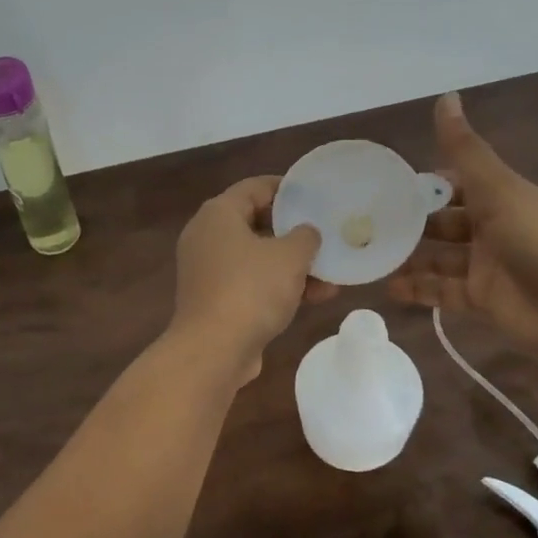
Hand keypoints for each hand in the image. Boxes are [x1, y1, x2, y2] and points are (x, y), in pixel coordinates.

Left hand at [171, 176, 326, 382]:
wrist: (213, 350)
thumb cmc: (251, 290)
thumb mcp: (289, 257)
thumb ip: (305, 237)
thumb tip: (306, 233)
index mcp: (218, 214)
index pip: (254, 187)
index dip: (286, 188)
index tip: (315, 194)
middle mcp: (206, 237)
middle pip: (255, 223)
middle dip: (293, 232)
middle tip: (324, 233)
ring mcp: (207, 271)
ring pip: (256, 258)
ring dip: (292, 265)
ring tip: (331, 273)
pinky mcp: (213, 300)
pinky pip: (250, 283)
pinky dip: (278, 286)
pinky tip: (315, 297)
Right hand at [388, 93, 537, 355]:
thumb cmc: (535, 236)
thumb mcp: (496, 187)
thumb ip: (465, 149)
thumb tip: (446, 96)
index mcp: (498, 198)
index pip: (456, 185)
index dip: (426, 185)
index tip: (387, 186)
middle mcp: (490, 230)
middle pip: (443, 223)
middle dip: (412, 223)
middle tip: (368, 224)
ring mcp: (484, 267)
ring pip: (438, 259)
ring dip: (408, 257)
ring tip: (370, 256)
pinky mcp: (480, 300)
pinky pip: (441, 292)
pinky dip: (417, 290)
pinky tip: (387, 287)